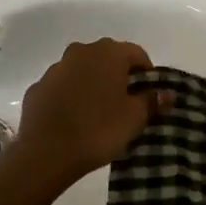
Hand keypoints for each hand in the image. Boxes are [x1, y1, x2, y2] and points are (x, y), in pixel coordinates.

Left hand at [7, 39, 160, 187]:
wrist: (45, 153)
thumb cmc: (98, 130)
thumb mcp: (134, 118)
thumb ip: (152, 101)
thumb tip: (167, 93)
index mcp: (108, 53)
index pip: (136, 53)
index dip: (146, 73)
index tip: (149, 95)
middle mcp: (81, 52)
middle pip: (107, 58)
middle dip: (118, 76)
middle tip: (125, 103)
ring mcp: (55, 68)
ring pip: (82, 70)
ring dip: (92, 84)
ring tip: (98, 113)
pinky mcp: (37, 87)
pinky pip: (61, 87)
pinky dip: (70, 96)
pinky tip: (73, 120)